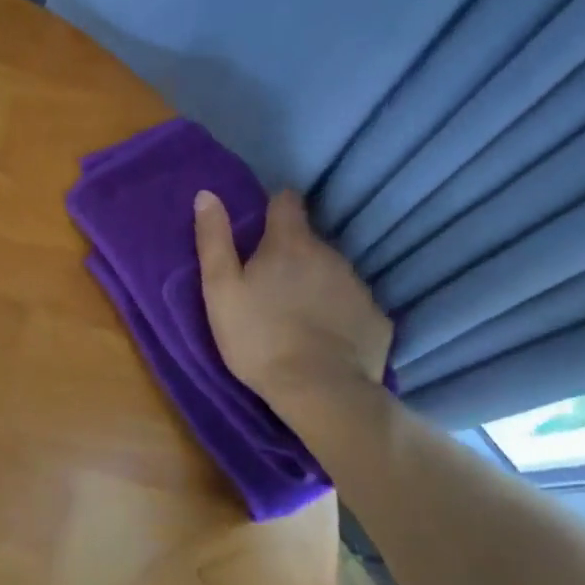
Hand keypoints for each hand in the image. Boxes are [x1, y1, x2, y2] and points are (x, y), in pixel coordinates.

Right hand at [193, 188, 392, 408]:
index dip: (274, 208)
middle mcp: (330, 254)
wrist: (319, 391)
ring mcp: (358, 286)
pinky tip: (325, 338)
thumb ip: (213, 240)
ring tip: (297, 315)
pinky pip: (353, 306)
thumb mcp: (221, 289)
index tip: (262, 226)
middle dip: (292, 254)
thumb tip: (207, 194)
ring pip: (332, 273)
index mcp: (290, 243)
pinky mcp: (377, 318)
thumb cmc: (258, 337)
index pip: (287, 202)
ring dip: (315, 283)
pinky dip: (339, 314)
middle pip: (309, 241)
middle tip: (271, 285)